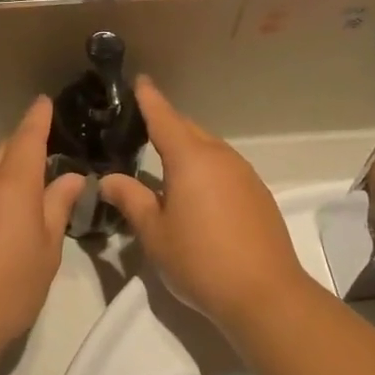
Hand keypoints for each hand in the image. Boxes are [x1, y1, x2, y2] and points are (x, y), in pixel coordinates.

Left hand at [0, 97, 87, 352]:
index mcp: (13, 184)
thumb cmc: (11, 286)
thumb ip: (58, 207)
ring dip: (2, 179)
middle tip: (41, 159)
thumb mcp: (48, 249)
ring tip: (19, 206)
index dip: (38, 117)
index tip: (43, 101)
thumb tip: (70, 177)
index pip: (28, 137)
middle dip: (21, 148)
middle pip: (3, 153)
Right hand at [100, 79, 312, 330]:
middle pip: (188, 129)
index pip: (164, 117)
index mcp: (190, 159)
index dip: (149, 98)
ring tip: (165, 160)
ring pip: (209, 147)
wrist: (265, 294)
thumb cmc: (200, 260)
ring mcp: (244, 174)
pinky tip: (196, 190)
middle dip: (166, 122)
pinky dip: (205, 166)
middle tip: (141, 125)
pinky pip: (224, 166)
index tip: (140, 80)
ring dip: (187, 146)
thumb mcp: (154, 233)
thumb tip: (108, 179)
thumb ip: (131, 199)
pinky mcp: (258, 193)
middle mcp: (220, 156)